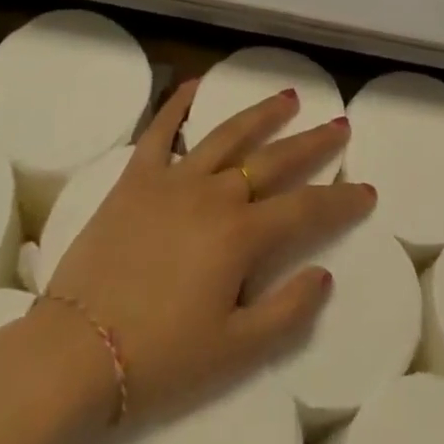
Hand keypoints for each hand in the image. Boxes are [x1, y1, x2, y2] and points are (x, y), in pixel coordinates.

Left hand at [45, 80, 373, 422]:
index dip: (340, 201)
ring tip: (288, 96)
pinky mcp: (136, 177)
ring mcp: (173, 179)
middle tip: (339, 125)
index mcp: (240, 236)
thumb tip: (324, 274)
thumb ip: (286, 312)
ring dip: (260, 114)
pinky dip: (178, 104)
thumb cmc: (159, 358)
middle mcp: (214, 194)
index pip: (305, 209)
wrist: (76, 351)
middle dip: (311, 143)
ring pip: (227, 135)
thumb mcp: (233, 352)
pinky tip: (195, 84)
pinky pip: (160, 130)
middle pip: (272, 160)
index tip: (367, 190)